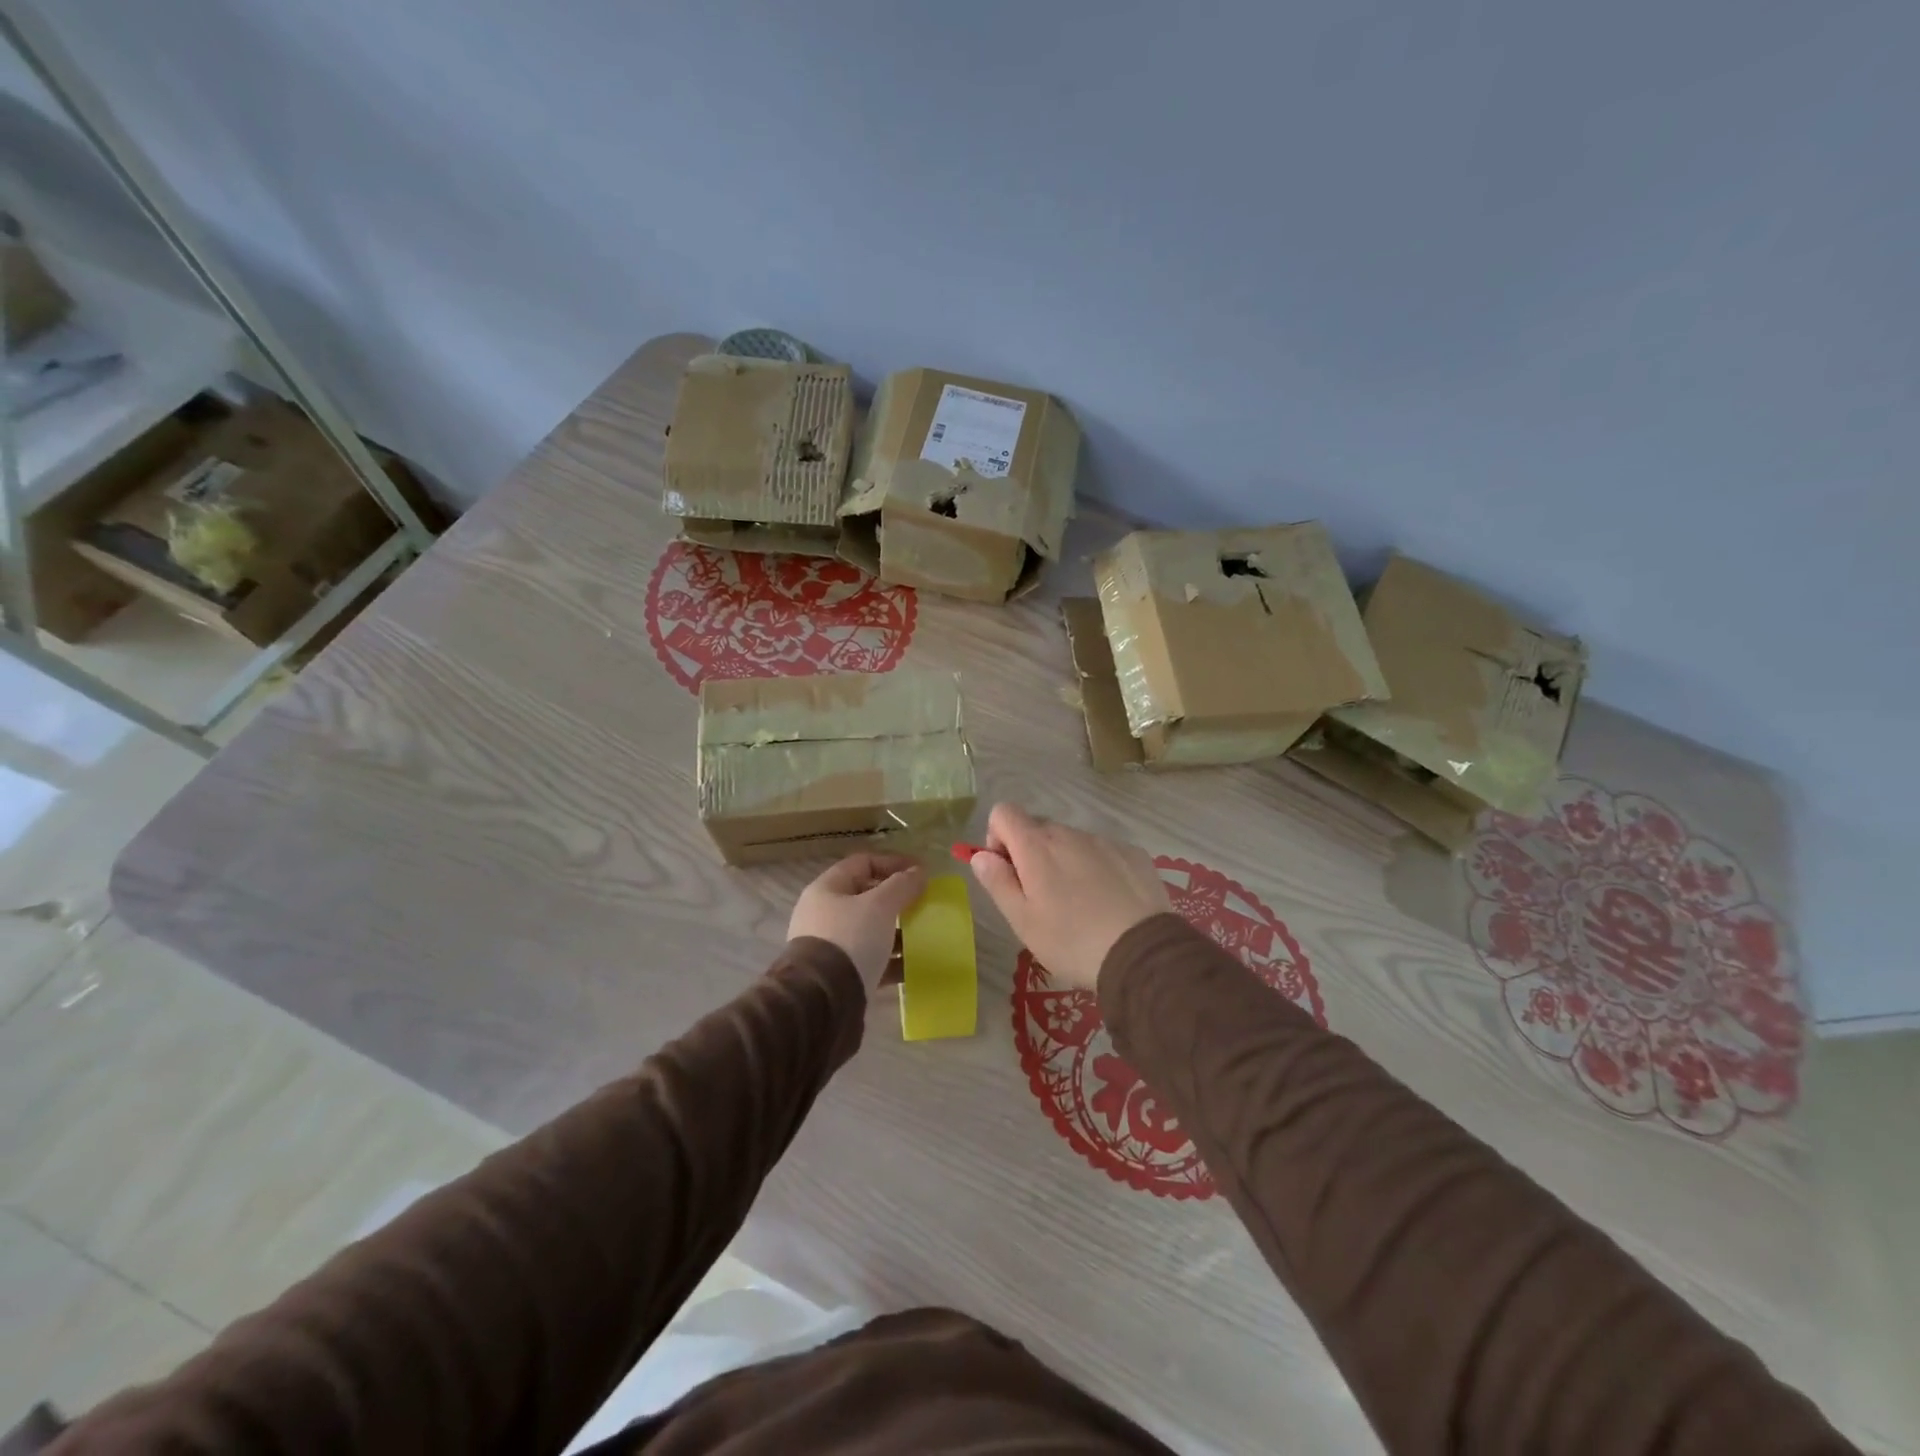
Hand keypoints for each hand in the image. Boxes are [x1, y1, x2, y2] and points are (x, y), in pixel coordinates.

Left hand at [788, 853, 927, 991]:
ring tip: (923, 935)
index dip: (893, 863)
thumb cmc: (850, 939)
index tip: (921, 872)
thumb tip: (919, 872)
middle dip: (897, 899)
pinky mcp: (839, 975)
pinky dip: (892, 959)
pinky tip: (914, 965)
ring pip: (870, 930)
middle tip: (923, 903)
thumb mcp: (879, 906)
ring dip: (897, 930)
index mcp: (827, 889)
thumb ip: (902, 885)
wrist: (823, 999)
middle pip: (866, 897)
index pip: (863, 863)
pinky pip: (871, 959)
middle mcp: (824, 914)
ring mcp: (830, 946)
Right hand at [966, 804, 1169, 992]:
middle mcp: (1069, 833)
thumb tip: (981, 855)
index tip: (1008, 871)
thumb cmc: (1071, 941)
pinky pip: (1103, 851)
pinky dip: (1097, 868)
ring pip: (1072, 841)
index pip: (1003, 812)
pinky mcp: (1133, 853)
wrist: (1141, 953)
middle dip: (1032, 853)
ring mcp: (1105, 841)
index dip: (998, 838)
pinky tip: (1109, 902)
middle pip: (1039, 828)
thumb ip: (997, 882)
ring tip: (1080, 905)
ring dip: (1065, 861)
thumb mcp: (1022, 921)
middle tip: (1042, 897)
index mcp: (1036, 846)